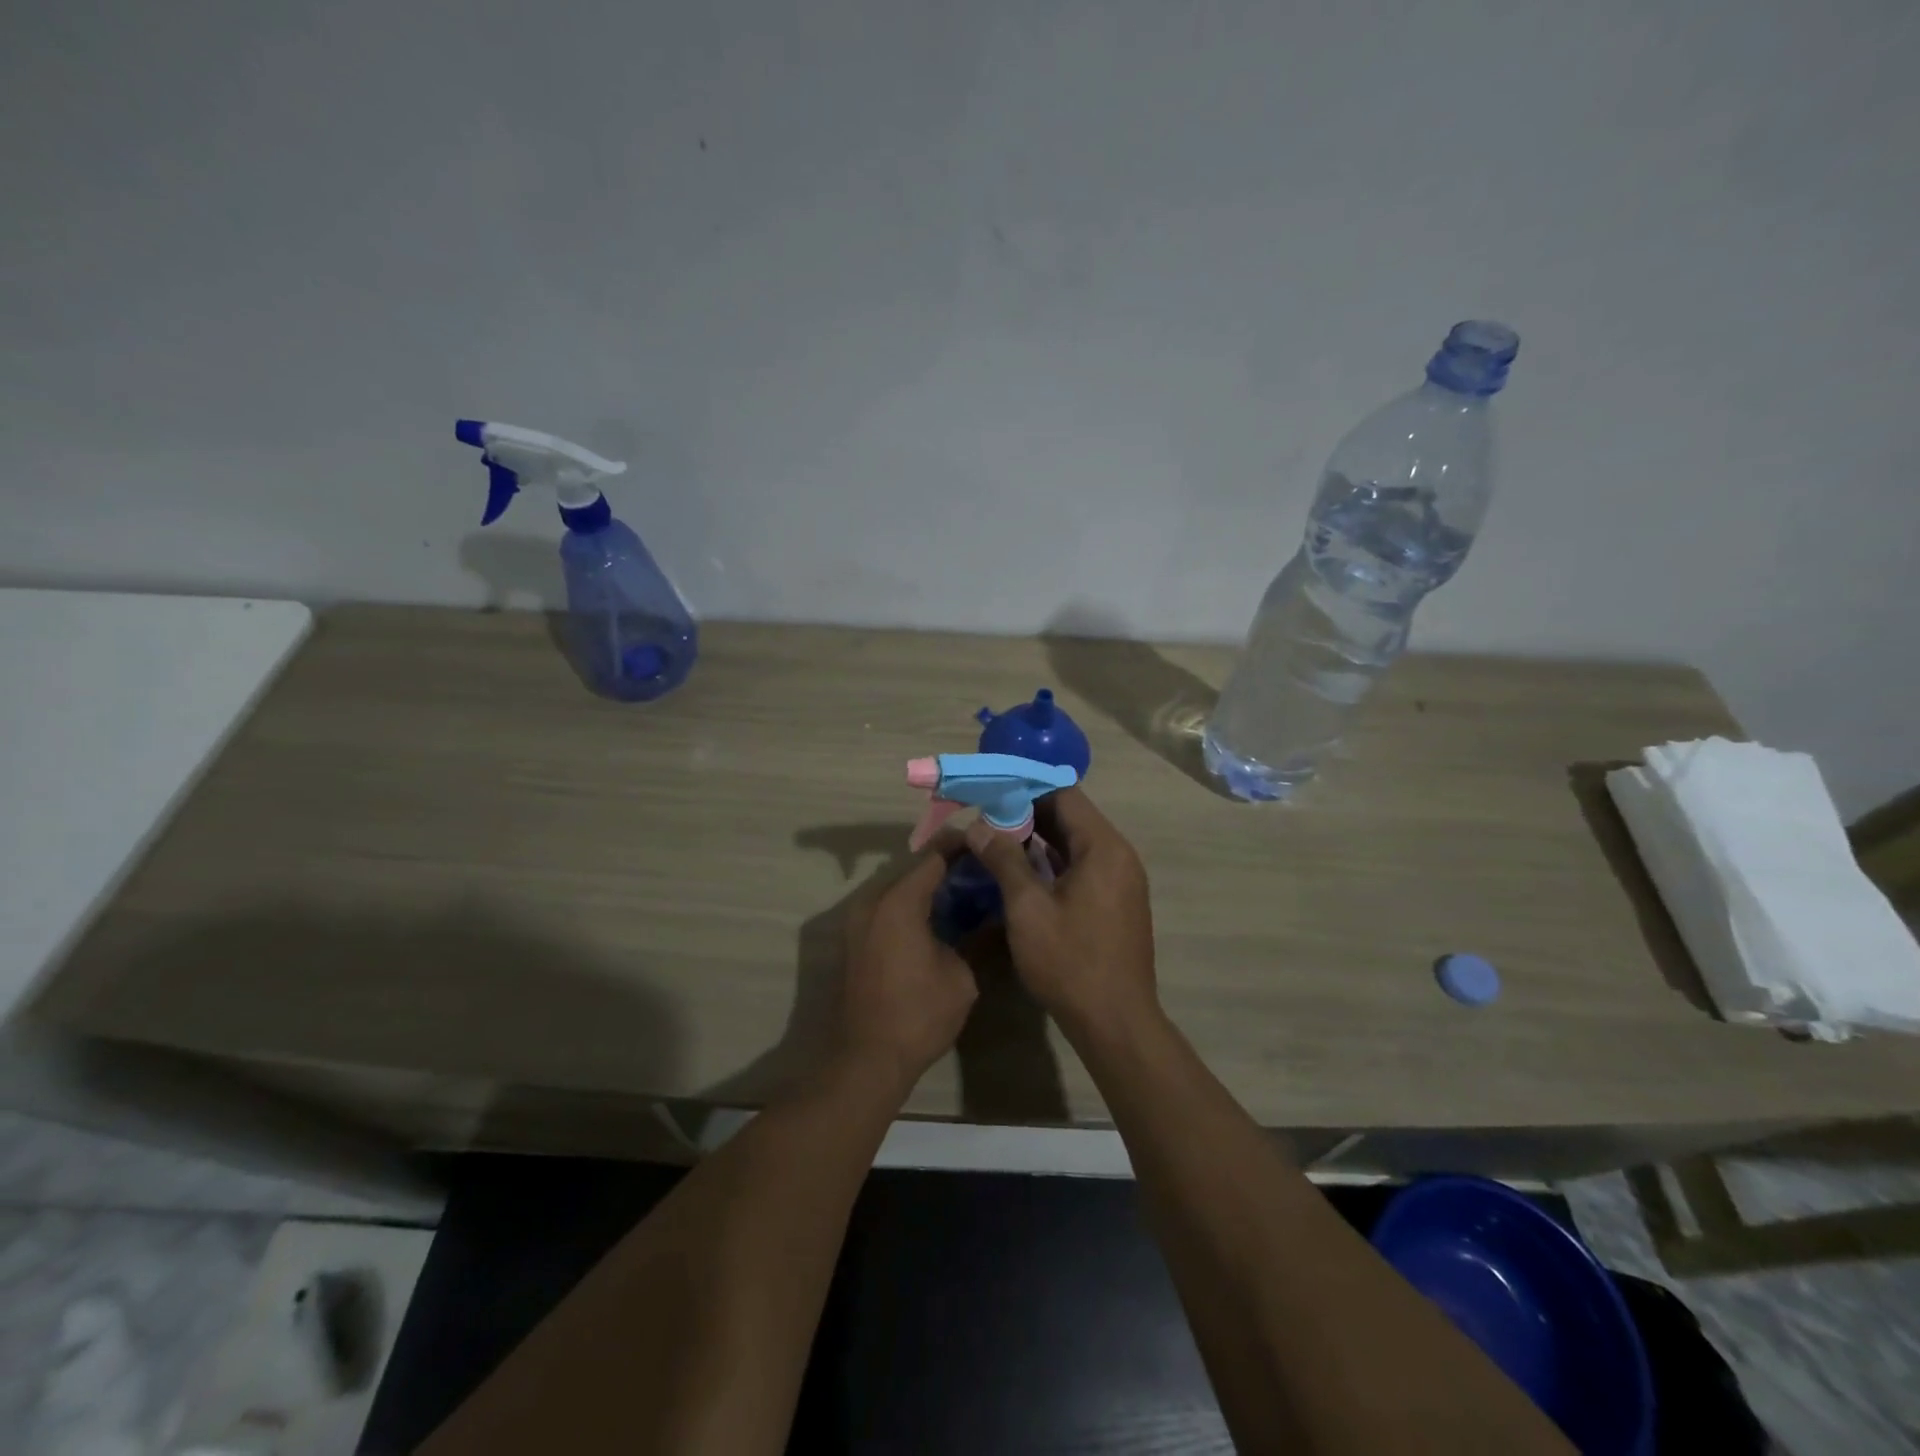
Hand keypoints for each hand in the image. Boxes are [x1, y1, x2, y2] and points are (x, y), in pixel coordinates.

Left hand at [835, 839, 978, 1092]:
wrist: (866, 1059)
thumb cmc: (918, 1015)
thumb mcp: (961, 976)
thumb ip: (976, 937)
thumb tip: (992, 916)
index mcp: (899, 902)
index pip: (934, 856)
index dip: (961, 845)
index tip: (986, 841)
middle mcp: (873, 901)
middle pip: (913, 868)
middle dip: (946, 863)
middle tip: (981, 865)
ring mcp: (858, 920)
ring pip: (898, 887)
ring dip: (927, 885)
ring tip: (964, 888)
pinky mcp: (855, 939)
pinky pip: (887, 907)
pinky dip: (911, 904)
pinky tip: (938, 916)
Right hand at [964, 788, 1159, 1042]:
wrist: (1116, 1023)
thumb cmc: (1070, 962)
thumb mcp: (1027, 909)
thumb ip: (1003, 860)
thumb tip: (979, 827)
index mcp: (1103, 848)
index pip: (1065, 795)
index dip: (1026, 787)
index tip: (991, 789)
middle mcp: (1118, 855)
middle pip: (1071, 817)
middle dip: (1027, 813)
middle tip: (984, 816)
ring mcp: (1120, 880)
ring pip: (1074, 843)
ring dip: (1037, 839)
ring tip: (994, 839)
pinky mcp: (1115, 902)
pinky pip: (1081, 866)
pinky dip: (1052, 862)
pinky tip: (1020, 871)